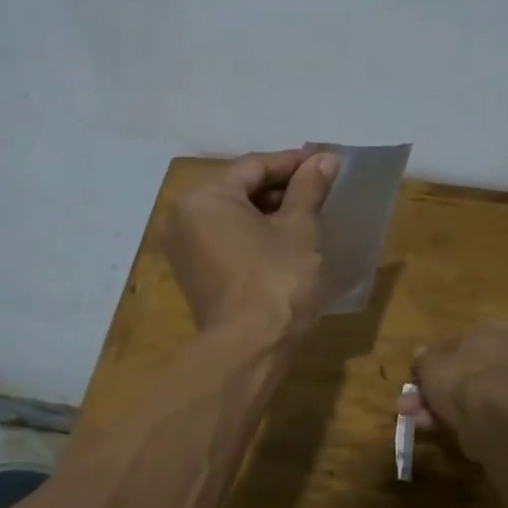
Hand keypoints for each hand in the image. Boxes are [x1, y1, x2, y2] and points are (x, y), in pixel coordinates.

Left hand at [165, 149, 339, 336]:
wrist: (250, 348)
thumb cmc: (277, 280)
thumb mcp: (299, 229)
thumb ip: (308, 189)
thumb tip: (324, 159)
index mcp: (204, 198)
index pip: (253, 167)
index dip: (292, 163)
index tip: (324, 163)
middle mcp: (183, 217)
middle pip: (238, 190)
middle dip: (280, 189)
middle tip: (319, 189)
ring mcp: (184, 249)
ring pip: (231, 217)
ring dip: (268, 213)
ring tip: (308, 214)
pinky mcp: (193, 275)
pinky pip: (225, 241)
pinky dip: (252, 236)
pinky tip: (284, 241)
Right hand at [398, 321, 507, 459]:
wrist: (492, 419)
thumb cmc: (460, 378)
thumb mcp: (429, 363)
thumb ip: (423, 358)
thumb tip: (422, 355)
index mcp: (493, 330)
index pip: (459, 341)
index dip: (434, 359)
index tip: (417, 374)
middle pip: (462, 370)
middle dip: (432, 387)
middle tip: (409, 401)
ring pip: (467, 392)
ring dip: (436, 404)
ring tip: (412, 417)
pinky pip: (477, 409)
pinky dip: (454, 416)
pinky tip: (428, 426)